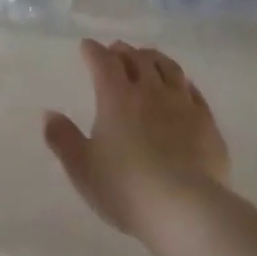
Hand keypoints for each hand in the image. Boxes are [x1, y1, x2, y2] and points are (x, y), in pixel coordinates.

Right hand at [43, 40, 229, 237]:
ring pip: (169, 69)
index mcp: (116, 98)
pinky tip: (181, 85)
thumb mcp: (82, 168)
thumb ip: (63, 138)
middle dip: (124, 51)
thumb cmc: (125, 188)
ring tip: (147, 57)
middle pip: (138, 59)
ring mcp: (182, 104)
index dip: (93, 51)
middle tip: (116, 50)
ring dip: (154, 58)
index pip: (103, 62)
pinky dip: (182, 81)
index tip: (87, 46)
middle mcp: (150, 92)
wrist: (185, 208)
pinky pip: (193, 91)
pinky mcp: (206, 122)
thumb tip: (49, 114)